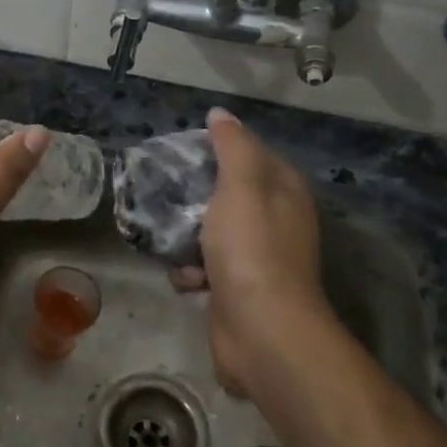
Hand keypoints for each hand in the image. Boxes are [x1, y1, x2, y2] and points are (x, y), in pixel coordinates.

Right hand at [170, 107, 329, 394]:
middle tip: (163, 191)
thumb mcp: (241, 185)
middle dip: (194, 195)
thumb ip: (231, 146)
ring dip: (186, 237)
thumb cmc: (251, 249)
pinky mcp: (237, 289)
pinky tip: (187, 279)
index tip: (181, 149)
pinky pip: (205, 268)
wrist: (262, 331)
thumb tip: (221, 114)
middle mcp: (275, 220)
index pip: (250, 153)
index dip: (217, 147)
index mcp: (283, 190)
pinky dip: (192, 272)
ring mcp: (256, 257)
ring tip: (168, 238)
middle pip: (225, 193)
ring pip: (210, 232)